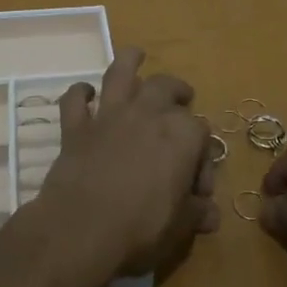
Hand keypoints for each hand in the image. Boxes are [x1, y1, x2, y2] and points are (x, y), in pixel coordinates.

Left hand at [31, 48, 218, 286]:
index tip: (199, 189)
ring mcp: (109, 116)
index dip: (203, 159)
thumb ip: (196, 213)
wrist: (81, 230)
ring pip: (120, 74)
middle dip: (177, 91)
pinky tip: (84, 93)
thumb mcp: (180, 226)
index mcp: (182, 135)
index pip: (202, 134)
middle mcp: (147, 113)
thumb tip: (211, 214)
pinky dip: (79, 94)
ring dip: (129, 62)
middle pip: (166, 87)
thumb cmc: (141, 228)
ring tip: (136, 56)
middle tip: (182, 99)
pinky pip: (74, 100)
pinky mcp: (76, 128)